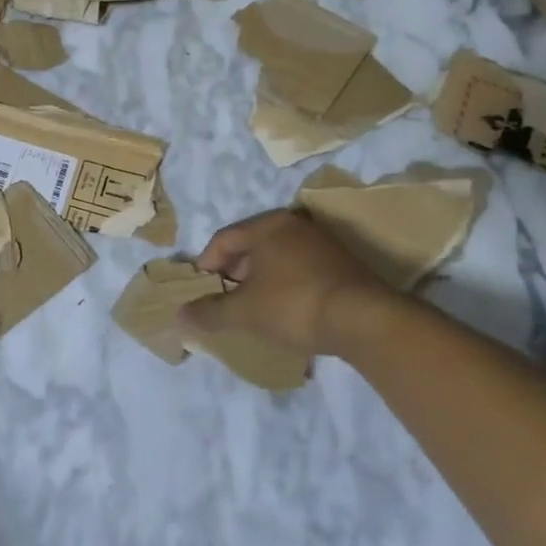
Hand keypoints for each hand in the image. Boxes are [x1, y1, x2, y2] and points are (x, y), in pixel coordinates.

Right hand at [180, 209, 398, 357]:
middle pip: (251, 245)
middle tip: (224, 297)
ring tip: (253, 306)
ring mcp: (323, 242)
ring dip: (260, 278)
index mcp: (267, 226)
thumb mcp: (242, 313)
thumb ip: (208, 312)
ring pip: (277, 256)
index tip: (200, 290)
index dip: (205, 265)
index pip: (222, 239)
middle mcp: (294, 225)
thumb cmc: (293, 305)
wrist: (365, 320)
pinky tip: (285, 308)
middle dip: (233, 271)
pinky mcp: (344, 262)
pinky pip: (300, 267)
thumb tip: (180, 315)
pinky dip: (285, 283)